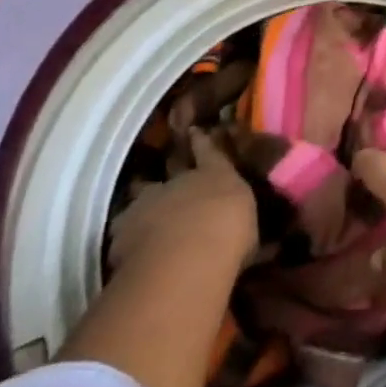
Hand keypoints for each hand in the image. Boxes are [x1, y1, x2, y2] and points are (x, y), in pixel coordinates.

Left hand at [108, 128, 258, 275]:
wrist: (185, 256)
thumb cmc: (229, 234)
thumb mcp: (249, 231)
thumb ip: (244, 228)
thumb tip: (264, 239)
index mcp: (215, 174)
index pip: (209, 150)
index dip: (201, 141)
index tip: (194, 130)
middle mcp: (179, 181)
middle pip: (171, 169)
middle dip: (169, 173)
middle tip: (167, 183)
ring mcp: (147, 203)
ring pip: (141, 197)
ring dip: (144, 206)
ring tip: (142, 216)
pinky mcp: (121, 231)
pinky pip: (123, 230)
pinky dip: (126, 237)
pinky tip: (128, 249)